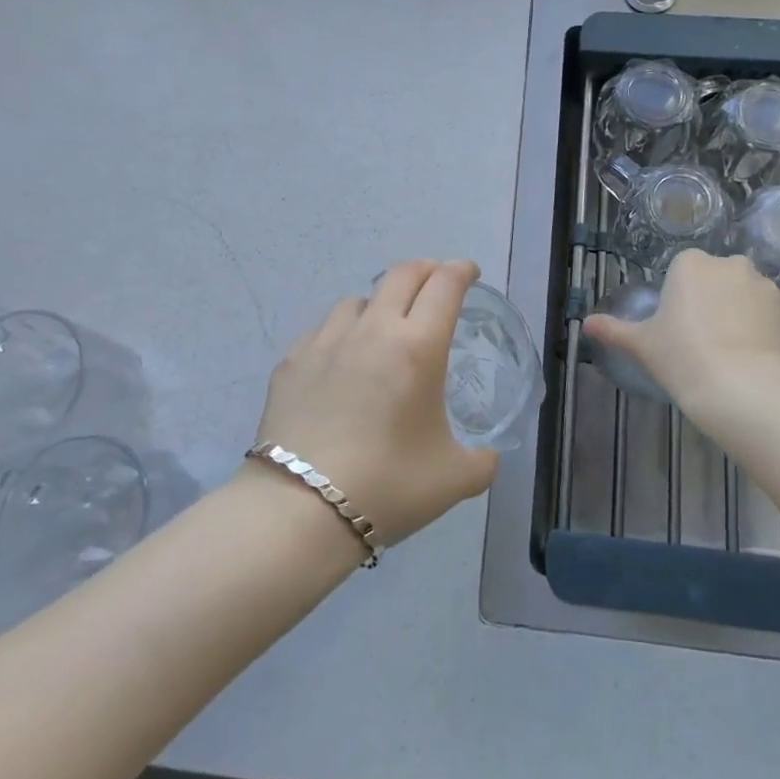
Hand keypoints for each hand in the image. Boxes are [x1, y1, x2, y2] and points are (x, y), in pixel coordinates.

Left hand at [251, 259, 498, 546]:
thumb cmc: (388, 487)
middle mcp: (373, 330)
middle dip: (425, 270)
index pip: (445, 286)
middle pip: (401, 275)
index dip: (461, 271)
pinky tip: (341, 359)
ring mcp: (327, 342)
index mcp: (418, 347)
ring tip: (384, 325)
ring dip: (380, 302)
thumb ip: (482, 462)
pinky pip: (323, 329)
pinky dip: (342, 333)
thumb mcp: (454, 479)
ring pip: (358, 300)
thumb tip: (487, 456)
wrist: (300, 509)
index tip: (469, 273)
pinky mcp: (292, 361)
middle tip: (436, 282)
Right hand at [582, 251, 779, 424]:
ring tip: (733, 348)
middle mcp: (728, 263)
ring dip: (741, 309)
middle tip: (704, 337)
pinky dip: (765, 325)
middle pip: (717, 276)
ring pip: (746, 292)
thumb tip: (584, 324)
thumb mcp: (640, 343)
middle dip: (713, 298)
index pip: (684, 270)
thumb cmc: (681, 356)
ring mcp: (762, 284)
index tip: (679, 325)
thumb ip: (612, 330)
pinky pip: (771, 311)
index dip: (681, 296)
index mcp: (690, 263)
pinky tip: (755, 352)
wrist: (738, 385)